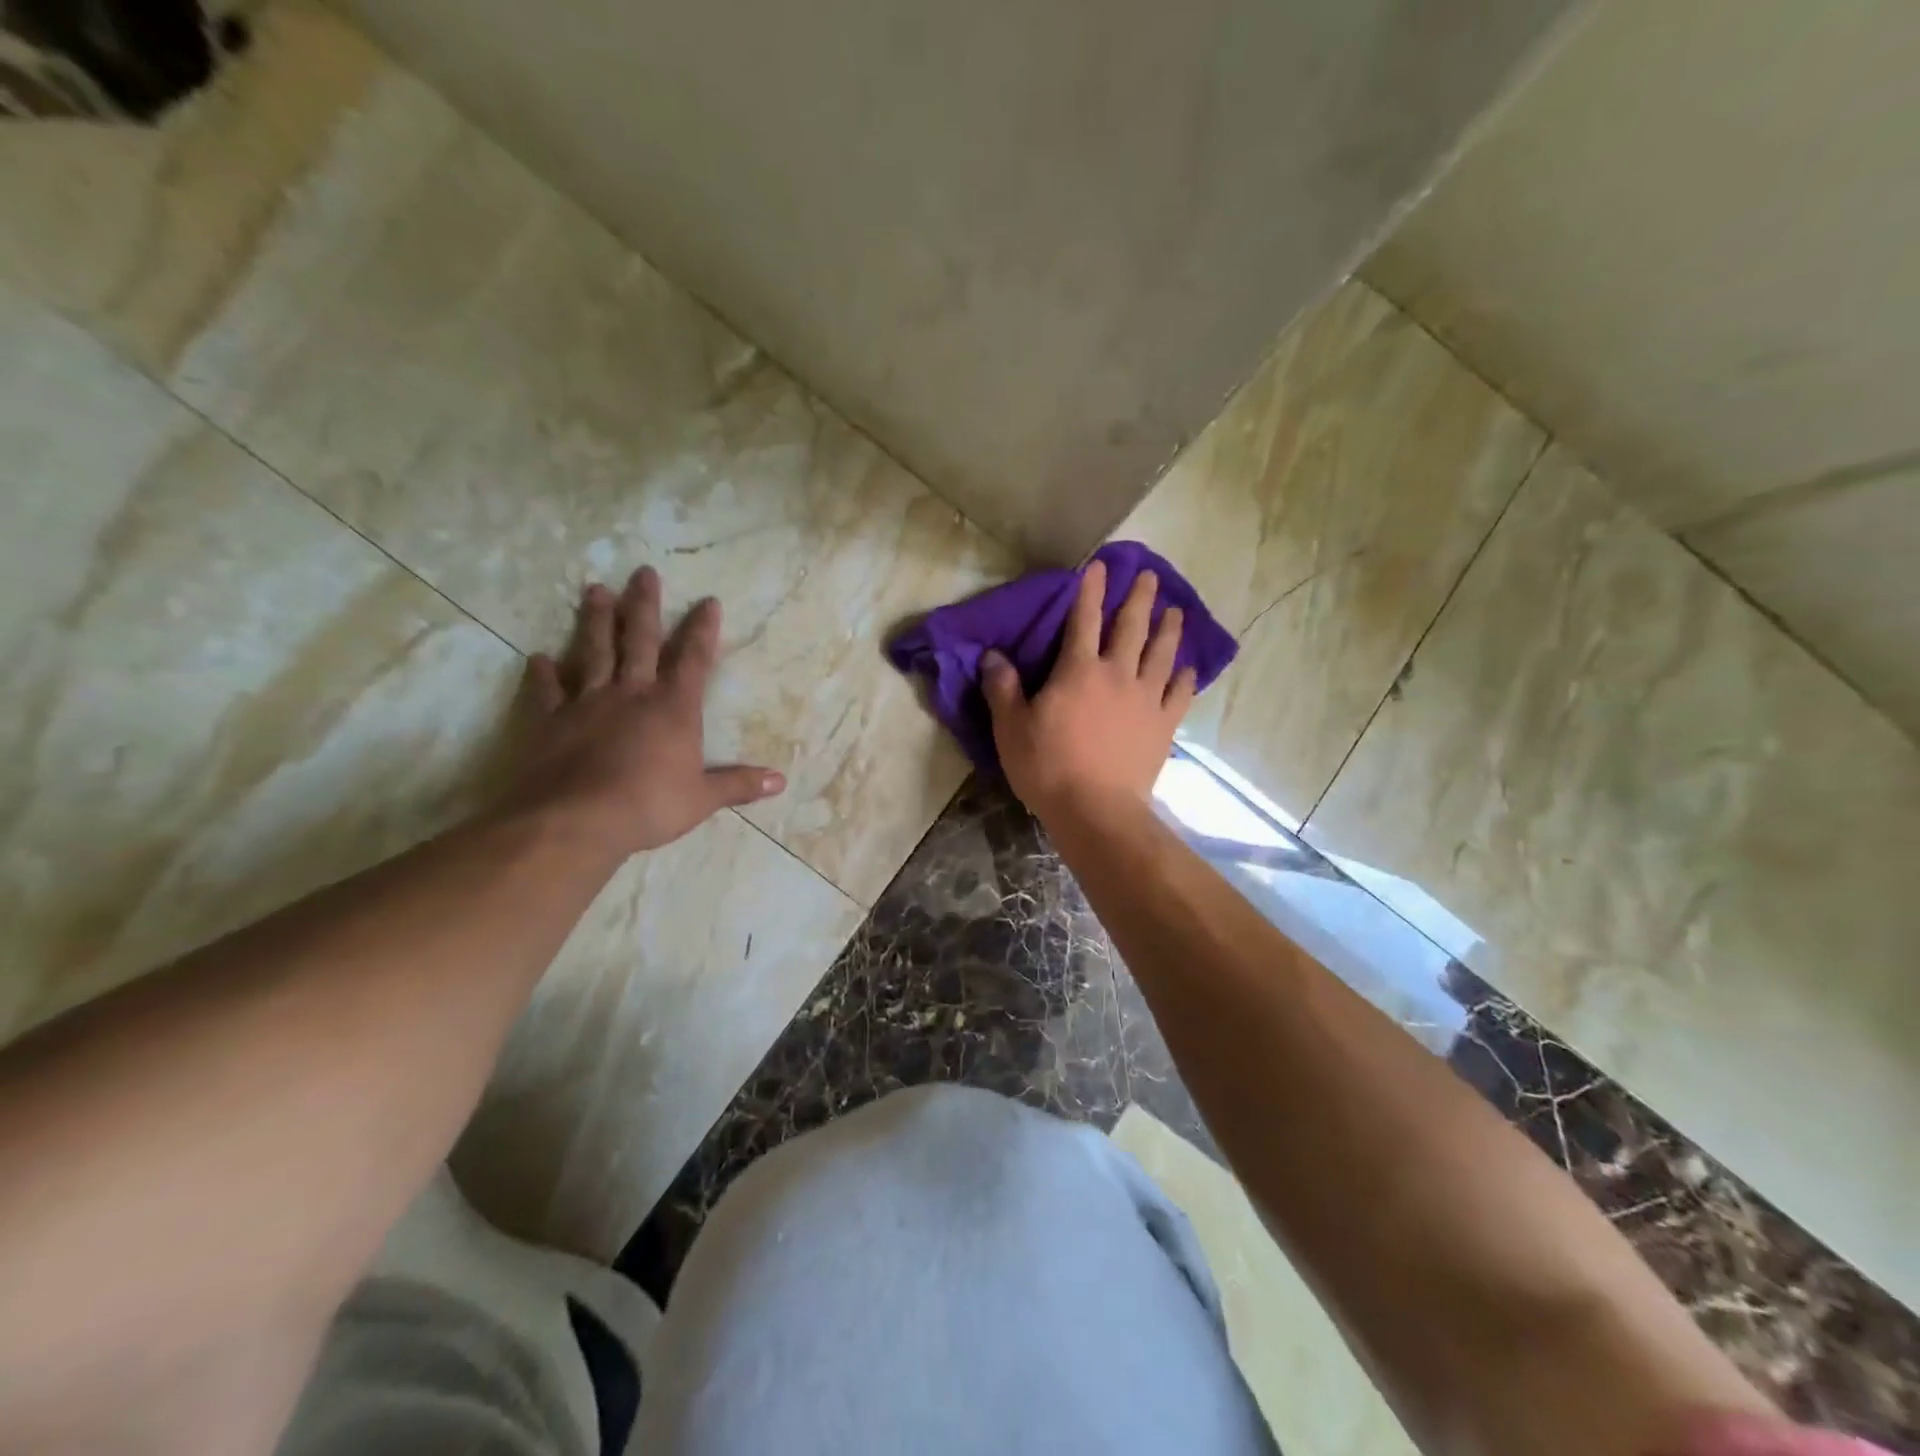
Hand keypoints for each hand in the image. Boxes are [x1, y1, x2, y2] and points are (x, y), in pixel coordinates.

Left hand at [501, 567, 783, 858]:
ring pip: (594, 651)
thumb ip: (739, 785)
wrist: (577, 819)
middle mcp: (632, 693)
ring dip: (596, 621)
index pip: (694, 659)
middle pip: (641, 640)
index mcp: (674, 708)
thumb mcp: (703, 799)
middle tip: (643, 572)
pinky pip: (547, 690)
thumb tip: (780, 782)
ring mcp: (588, 702)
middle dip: (644, 605)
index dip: (702, 630)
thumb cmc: (649, 806)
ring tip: (595, 589)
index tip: (708, 601)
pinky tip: (539, 658)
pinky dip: (544, 673)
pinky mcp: (550, 720)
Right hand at [981, 559, 1194, 825]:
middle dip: (1139, 598)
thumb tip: (992, 656)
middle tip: (1149, 576)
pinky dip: (1184, 678)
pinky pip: (1179, 694)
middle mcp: (1117, 674)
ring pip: (1162, 654)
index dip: (1090, 590)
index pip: (1084, 619)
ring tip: (1176, 611)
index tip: (1099, 566)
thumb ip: (1003, 688)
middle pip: (1131, 627)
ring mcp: (1146, 699)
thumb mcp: (1011, 728)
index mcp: (1078, 670)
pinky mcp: (1164, 726)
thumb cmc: (1047, 766)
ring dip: (1169, 629)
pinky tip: (1188, 669)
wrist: (1096, 810)